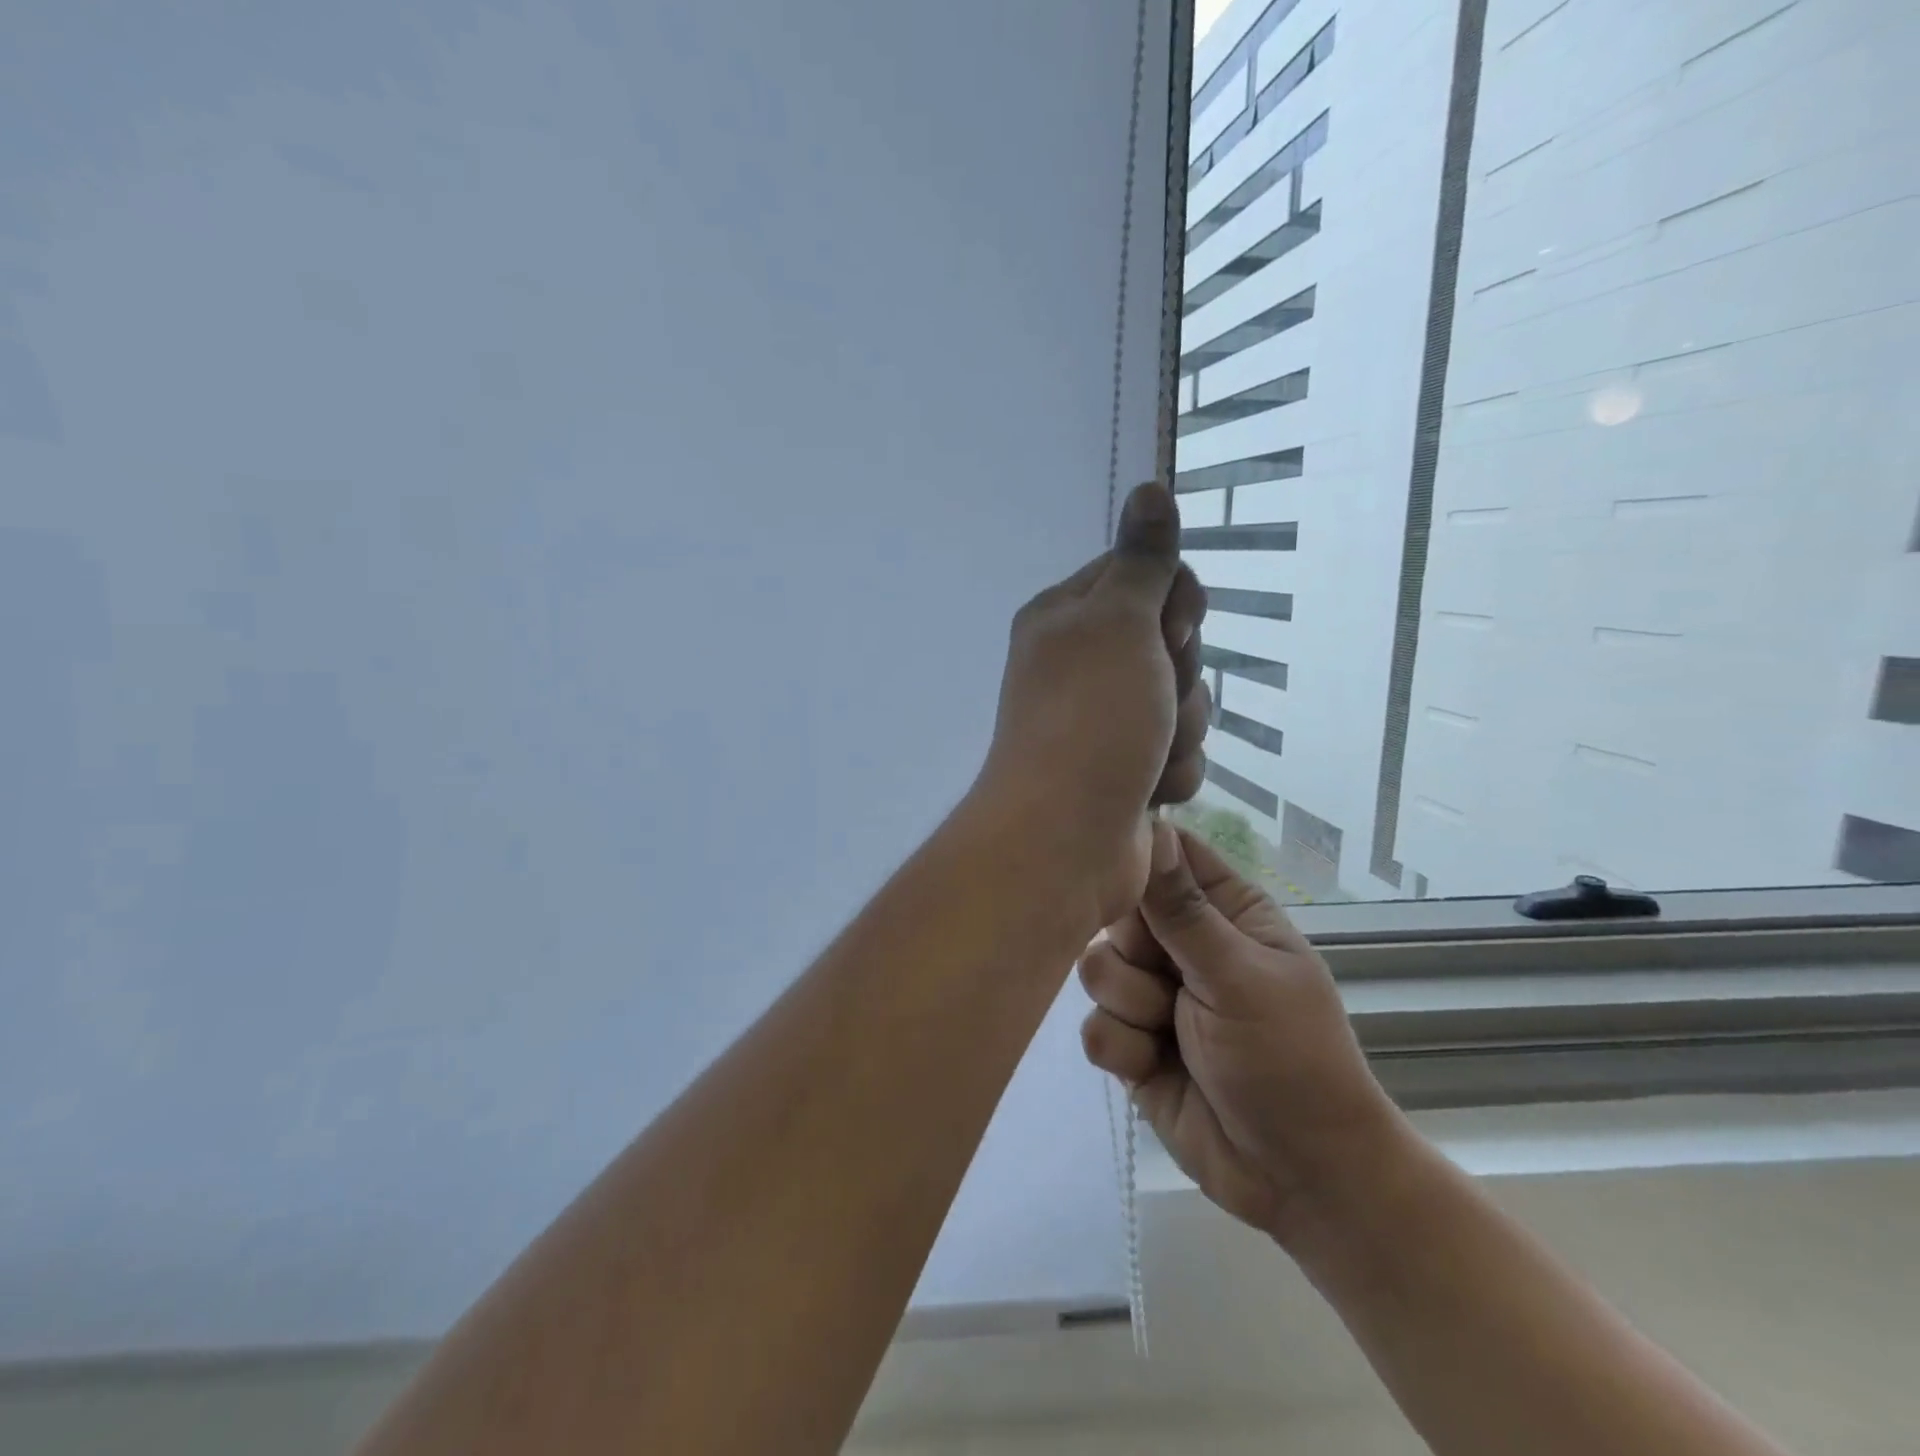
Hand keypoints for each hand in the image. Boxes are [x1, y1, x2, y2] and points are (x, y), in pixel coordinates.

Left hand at [973, 483, 1210, 926]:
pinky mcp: (1122, 771)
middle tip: (1152, 699)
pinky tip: (1146, 792)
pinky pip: (1177, 753)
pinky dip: (1171, 773)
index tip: (1170, 630)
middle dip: (1180, 676)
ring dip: (1179, 732)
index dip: (1174, 603)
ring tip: (1145, 757)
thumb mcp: (1119, 623)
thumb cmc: (1090, 719)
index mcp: (1066, 616)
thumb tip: (1151, 486)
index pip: (1145, 576)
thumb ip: (1141, 560)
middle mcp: (1081, 663)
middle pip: (1173, 643)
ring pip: (1183, 703)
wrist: (1065, 839)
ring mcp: (1102, 721)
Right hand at [1078, 822, 1401, 1238]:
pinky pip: (1093, 1025)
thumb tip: (1151, 826)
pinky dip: (1120, 1046)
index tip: (1116, 873)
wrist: (1297, 1178)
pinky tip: (1152, 1066)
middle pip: (1119, 911)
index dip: (1136, 855)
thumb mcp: (1239, 976)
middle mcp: (1184, 946)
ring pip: (1097, 968)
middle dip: (1132, 949)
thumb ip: (1183, 908)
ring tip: (1168, 1031)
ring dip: (1129, 1003)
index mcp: (1225, 912)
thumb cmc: (1289, 1059)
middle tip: (1167, 979)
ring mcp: (1154, 995)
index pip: (1168, 854)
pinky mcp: (1132, 1043)